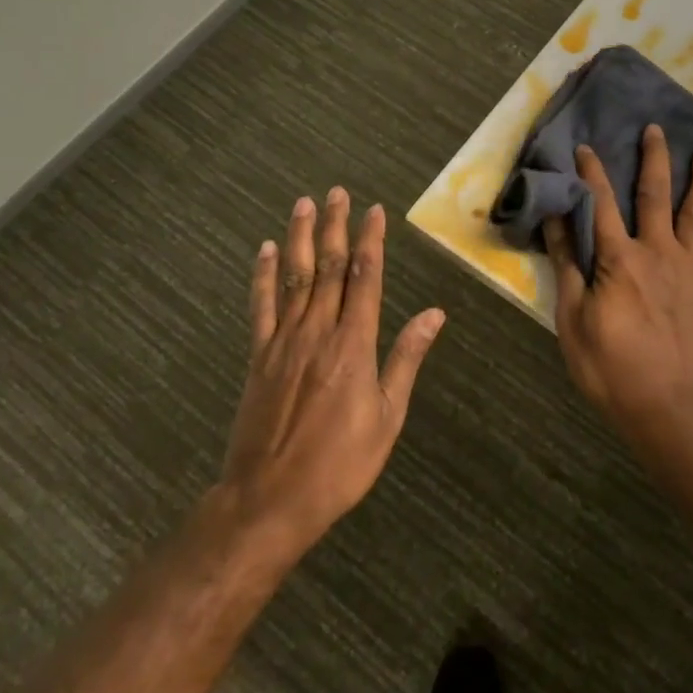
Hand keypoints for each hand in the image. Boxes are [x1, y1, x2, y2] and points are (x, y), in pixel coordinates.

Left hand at [216, 189, 445, 561]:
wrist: (269, 500)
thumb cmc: (340, 463)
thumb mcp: (388, 417)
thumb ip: (406, 359)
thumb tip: (434, 314)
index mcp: (354, 345)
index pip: (364, 279)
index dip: (369, 242)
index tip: (374, 212)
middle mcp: (318, 332)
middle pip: (328, 268)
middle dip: (335, 227)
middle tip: (337, 192)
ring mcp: (283, 342)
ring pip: (295, 278)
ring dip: (301, 238)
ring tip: (304, 204)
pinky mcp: (258, 357)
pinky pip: (261, 307)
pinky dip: (264, 276)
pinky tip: (267, 250)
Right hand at [543, 126, 692, 455]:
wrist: (673, 410)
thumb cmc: (613, 370)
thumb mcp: (573, 322)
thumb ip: (568, 267)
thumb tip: (557, 221)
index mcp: (620, 259)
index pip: (601, 204)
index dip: (591, 173)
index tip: (585, 147)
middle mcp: (659, 252)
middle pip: (656, 196)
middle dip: (654, 160)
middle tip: (656, 129)